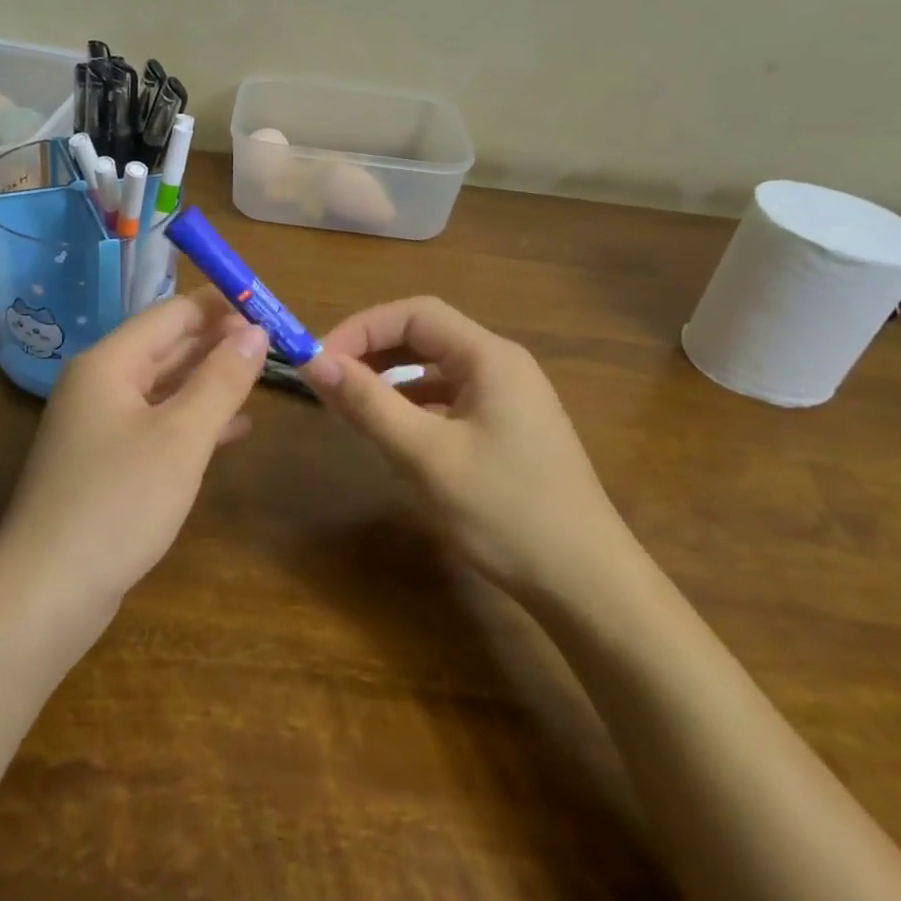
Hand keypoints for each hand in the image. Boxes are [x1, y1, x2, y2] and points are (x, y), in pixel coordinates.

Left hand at [0, 288, 267, 618]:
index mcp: (110, 363)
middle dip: (218, 342)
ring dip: (210, 381)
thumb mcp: (181, 437)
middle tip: (274, 342)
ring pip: (165, 387)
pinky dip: (195, 421)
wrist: (47, 592)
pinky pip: (159, 425)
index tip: (267, 306)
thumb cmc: (118, 503)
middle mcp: (101, 384)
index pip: (172, 314)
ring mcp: (101, 425)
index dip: (220, 307)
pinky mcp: (107, 463)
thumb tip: (256, 331)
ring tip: (261, 376)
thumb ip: (221, 380)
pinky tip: (235, 429)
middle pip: (167, 347)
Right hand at [303, 297, 637, 597]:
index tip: (320, 361)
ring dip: (390, 381)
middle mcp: (502, 366)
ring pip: (435, 371)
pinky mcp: (507, 431)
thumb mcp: (426, 456)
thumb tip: (313, 361)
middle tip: (328, 382)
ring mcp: (509, 399)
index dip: (361, 328)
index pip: (414, 315)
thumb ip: (368, 403)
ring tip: (350, 408)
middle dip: (373, 353)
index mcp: (489, 357)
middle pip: (425, 337)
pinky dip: (413, 408)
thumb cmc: (505, 511)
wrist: (587, 585)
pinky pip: (449, 402)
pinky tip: (393, 436)